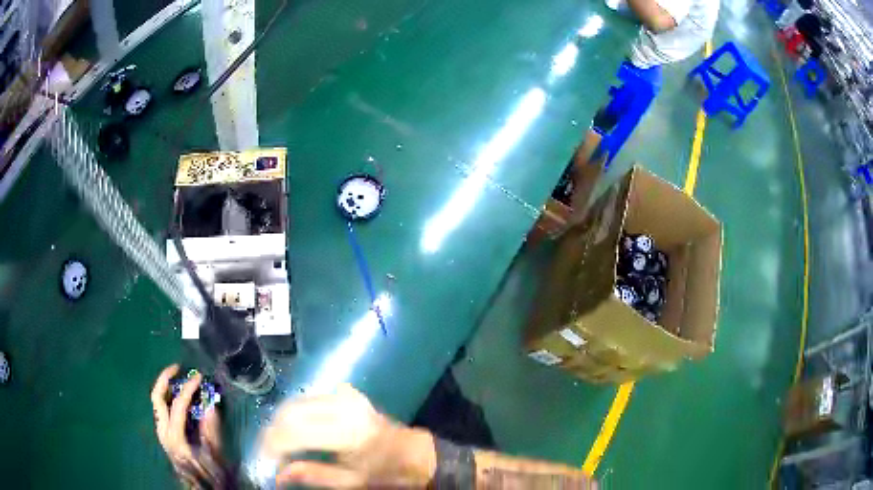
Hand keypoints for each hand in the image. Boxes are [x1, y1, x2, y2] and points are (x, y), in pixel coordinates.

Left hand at [151, 364, 228, 488]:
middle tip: (178, 368)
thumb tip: (211, 406)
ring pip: (157, 402)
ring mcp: (161, 433)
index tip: (199, 377)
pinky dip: (168, 399)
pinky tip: (179, 399)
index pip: (178, 404)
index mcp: (175, 437)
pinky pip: (161, 410)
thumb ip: (211, 431)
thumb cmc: (209, 476)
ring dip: (166, 388)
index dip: (188, 388)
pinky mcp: (164, 435)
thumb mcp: (215, 456)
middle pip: (157, 397)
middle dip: (165, 379)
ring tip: (178, 379)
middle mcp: (163, 432)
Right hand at [258, 384, 435, 487]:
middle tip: (267, 452)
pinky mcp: (345, 392)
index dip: (273, 444)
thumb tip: (277, 475)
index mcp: (347, 432)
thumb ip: (312, 475)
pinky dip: (294, 413)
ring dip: (281, 421)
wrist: (412, 451)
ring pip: (296, 402)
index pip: (295, 432)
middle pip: (290, 412)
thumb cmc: (384, 471)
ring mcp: (344, 395)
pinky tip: (293, 429)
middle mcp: (342, 406)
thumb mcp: (350, 482)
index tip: (263, 460)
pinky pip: (308, 399)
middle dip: (272, 431)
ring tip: (278, 443)